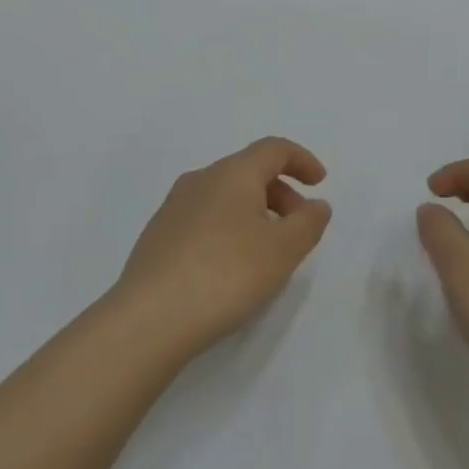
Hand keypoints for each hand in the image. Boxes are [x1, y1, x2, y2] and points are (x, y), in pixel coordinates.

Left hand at [114, 137, 331, 362]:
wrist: (148, 319)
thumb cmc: (225, 274)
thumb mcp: (282, 251)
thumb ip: (308, 223)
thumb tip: (317, 204)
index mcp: (233, 173)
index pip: (274, 149)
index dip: (302, 160)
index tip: (320, 182)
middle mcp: (202, 178)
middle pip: (249, 170)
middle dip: (281, 192)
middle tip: (299, 226)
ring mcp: (174, 206)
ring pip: (226, 195)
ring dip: (255, 211)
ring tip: (267, 250)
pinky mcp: (158, 235)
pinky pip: (205, 216)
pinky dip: (229, 227)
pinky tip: (230, 266)